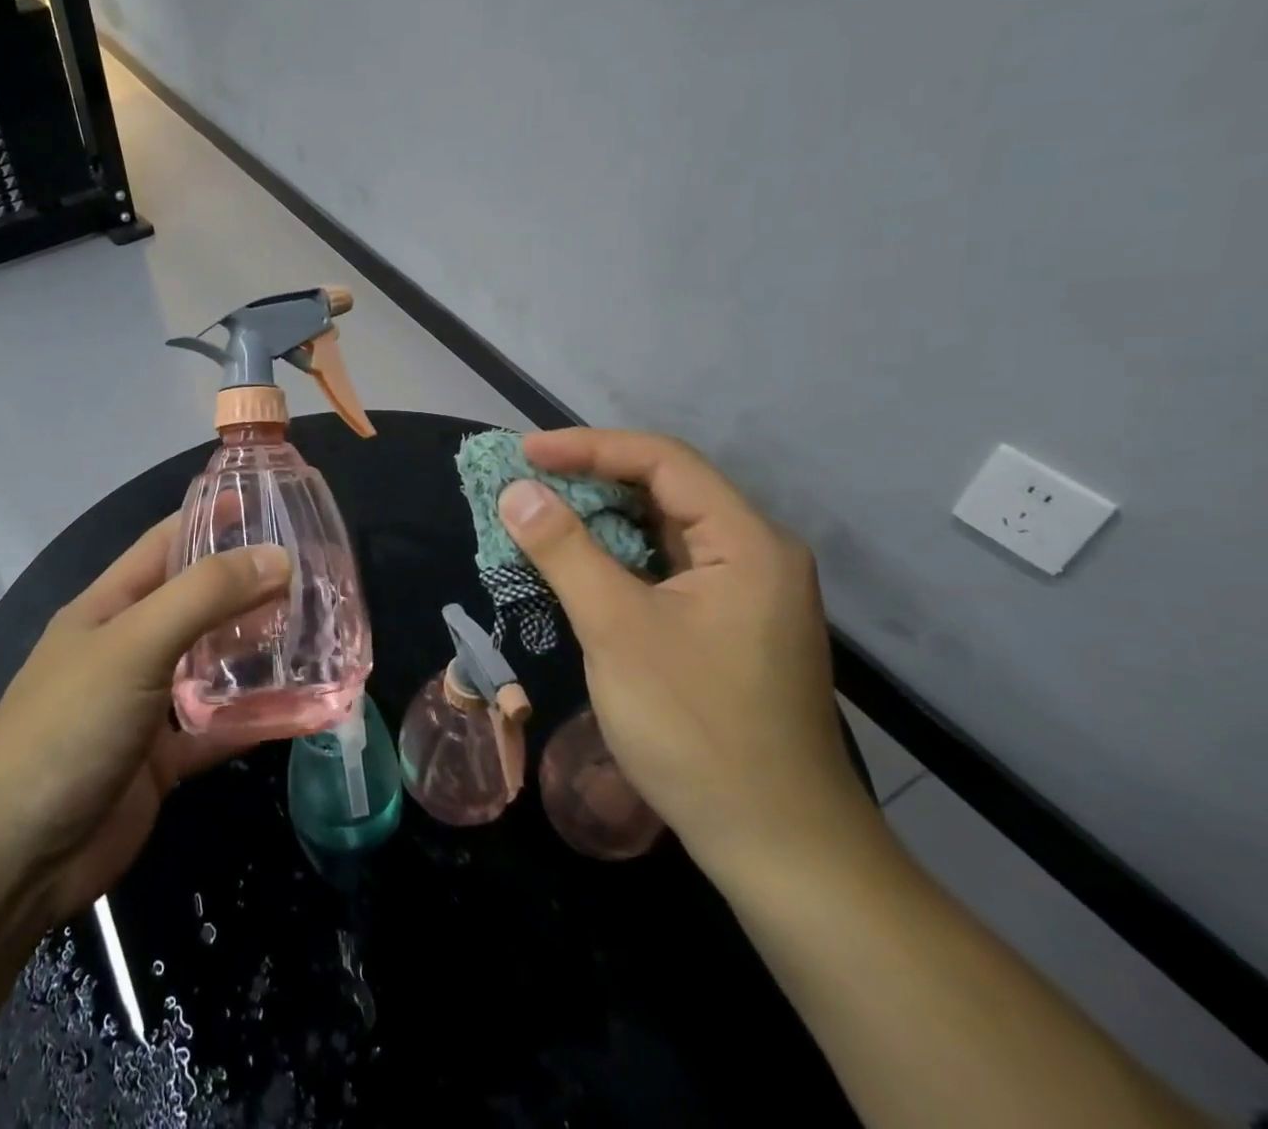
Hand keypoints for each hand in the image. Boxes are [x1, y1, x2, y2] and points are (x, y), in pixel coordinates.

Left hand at [0, 517, 288, 927]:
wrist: (14, 858)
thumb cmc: (68, 726)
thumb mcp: (136, 644)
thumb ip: (206, 596)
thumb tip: (277, 557)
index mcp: (110, 606)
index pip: (166, 542)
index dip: (212, 517)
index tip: (269, 503)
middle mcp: (129, 646)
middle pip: (197, 603)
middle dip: (249, 587)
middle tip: (315, 575)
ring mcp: (145, 704)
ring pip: (211, 665)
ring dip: (257, 651)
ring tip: (317, 633)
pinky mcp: (162, 758)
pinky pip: (218, 727)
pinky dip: (255, 719)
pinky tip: (303, 709)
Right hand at [498, 430, 872, 877]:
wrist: (777, 846)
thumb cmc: (696, 728)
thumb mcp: (617, 629)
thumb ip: (564, 550)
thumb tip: (516, 492)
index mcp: (746, 542)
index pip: (663, 462)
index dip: (589, 447)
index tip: (526, 452)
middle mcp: (754, 554)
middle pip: (666, 490)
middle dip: (591, 480)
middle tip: (526, 482)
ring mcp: (744, 593)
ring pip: (663, 532)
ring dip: (601, 519)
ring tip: (540, 515)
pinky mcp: (728, 627)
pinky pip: (665, 569)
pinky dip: (617, 558)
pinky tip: (579, 566)